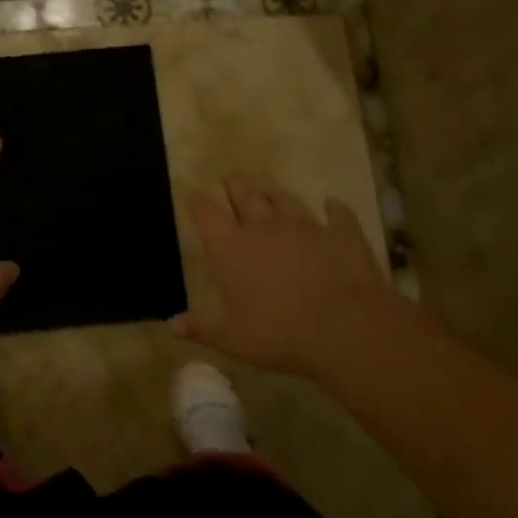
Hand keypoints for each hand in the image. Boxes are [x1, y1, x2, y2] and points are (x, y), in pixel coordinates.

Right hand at [174, 175, 413, 378]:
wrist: (344, 329)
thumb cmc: (278, 334)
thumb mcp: (231, 339)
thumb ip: (200, 328)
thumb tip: (172, 324)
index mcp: (232, 248)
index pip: (206, 214)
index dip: (196, 201)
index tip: (190, 192)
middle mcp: (264, 228)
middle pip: (246, 195)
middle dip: (235, 184)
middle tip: (230, 178)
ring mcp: (305, 227)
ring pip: (285, 199)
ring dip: (274, 193)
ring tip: (268, 188)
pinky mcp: (341, 234)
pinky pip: (337, 214)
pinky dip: (334, 208)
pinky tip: (332, 204)